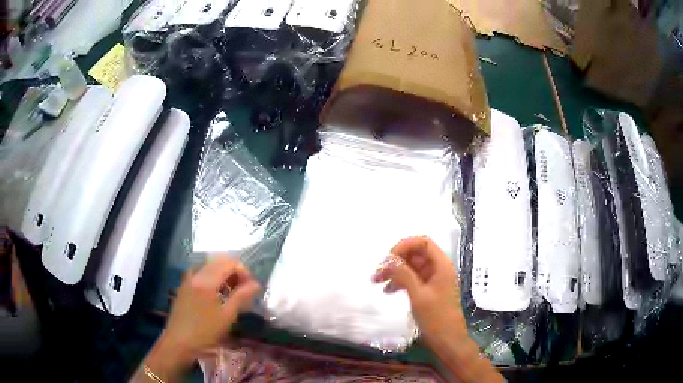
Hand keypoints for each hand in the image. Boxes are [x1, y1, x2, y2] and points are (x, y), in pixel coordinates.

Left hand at [161, 257, 260, 360]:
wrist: (179, 342)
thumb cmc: (205, 331)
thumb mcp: (227, 316)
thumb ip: (241, 296)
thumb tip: (256, 284)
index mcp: (206, 280)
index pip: (228, 263)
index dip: (243, 271)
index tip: (251, 287)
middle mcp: (195, 274)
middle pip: (217, 262)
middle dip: (233, 271)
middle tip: (243, 288)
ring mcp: (187, 280)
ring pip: (208, 267)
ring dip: (222, 274)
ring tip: (231, 291)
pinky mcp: (183, 287)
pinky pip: (199, 274)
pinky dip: (210, 278)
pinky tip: (214, 293)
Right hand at [373, 236, 466, 340]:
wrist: (447, 339)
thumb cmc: (436, 317)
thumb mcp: (419, 295)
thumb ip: (404, 275)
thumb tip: (389, 259)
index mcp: (441, 265)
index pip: (423, 242)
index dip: (405, 245)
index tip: (388, 257)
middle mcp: (437, 268)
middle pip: (415, 254)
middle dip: (396, 260)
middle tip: (378, 272)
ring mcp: (432, 278)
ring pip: (411, 266)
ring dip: (394, 271)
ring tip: (377, 281)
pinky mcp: (427, 289)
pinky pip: (411, 278)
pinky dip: (399, 281)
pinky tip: (388, 291)